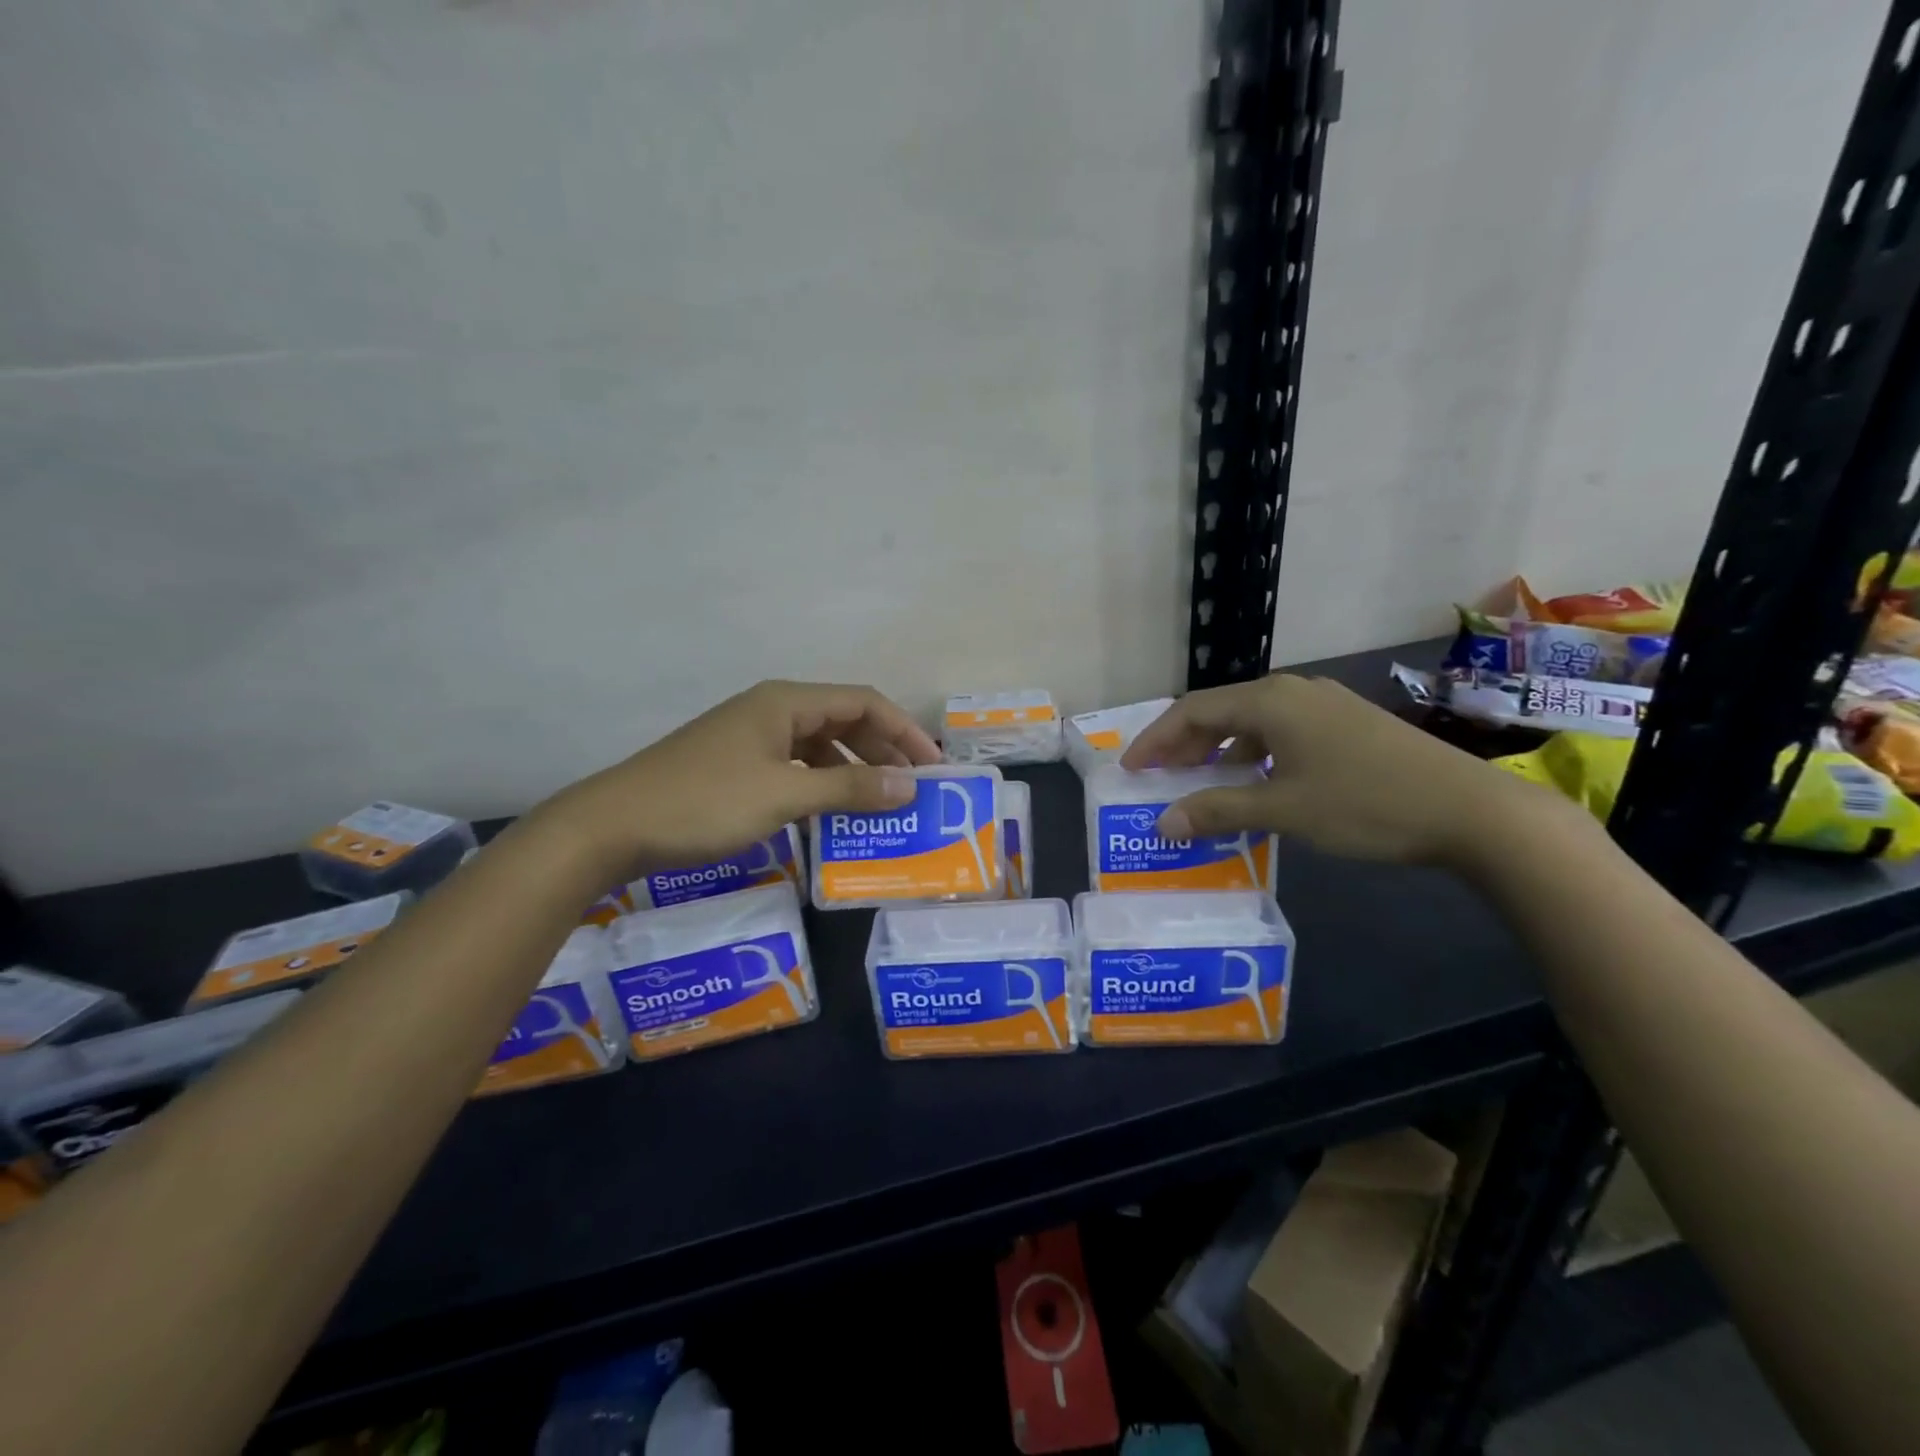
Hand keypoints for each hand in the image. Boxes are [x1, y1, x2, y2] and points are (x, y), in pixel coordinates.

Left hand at [543, 680, 940, 879]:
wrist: (612, 826)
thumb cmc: (704, 802)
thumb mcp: (784, 795)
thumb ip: (849, 788)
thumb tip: (909, 786)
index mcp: (785, 702)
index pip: (863, 702)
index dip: (903, 730)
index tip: (932, 767)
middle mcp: (771, 710)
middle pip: (844, 719)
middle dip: (882, 750)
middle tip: (912, 789)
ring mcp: (750, 737)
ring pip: (819, 745)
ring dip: (853, 769)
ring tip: (880, 803)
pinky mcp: (735, 764)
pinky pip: (795, 766)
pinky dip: (821, 784)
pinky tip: (831, 811)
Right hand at [1120, 673, 1560, 868]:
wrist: (1472, 811)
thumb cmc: (1366, 803)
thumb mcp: (1283, 809)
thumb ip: (1217, 810)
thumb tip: (1162, 824)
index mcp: (1270, 701)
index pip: (1192, 711)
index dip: (1155, 740)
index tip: (1130, 770)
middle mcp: (1292, 691)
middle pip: (1219, 711)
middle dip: (1183, 745)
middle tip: (1156, 778)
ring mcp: (1323, 705)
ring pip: (1251, 722)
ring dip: (1218, 751)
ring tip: (1198, 783)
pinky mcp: (1347, 724)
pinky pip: (1280, 732)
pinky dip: (1252, 754)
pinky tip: (1254, 782)